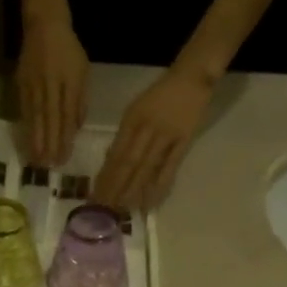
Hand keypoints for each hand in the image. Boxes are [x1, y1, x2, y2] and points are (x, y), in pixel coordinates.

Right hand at [17, 15, 88, 166]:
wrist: (44, 24)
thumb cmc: (68, 50)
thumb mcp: (82, 72)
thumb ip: (80, 100)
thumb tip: (75, 128)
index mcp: (69, 81)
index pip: (67, 115)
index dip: (65, 138)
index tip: (63, 158)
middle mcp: (50, 84)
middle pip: (49, 119)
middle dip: (49, 143)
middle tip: (48, 166)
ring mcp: (34, 84)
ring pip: (35, 116)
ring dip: (35, 139)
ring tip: (35, 160)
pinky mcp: (21, 83)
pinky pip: (24, 109)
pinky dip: (25, 126)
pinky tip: (26, 141)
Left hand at [93, 66, 214, 211]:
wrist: (191, 77)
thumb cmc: (160, 95)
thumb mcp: (135, 110)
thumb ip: (124, 135)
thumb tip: (109, 161)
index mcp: (131, 119)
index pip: (115, 153)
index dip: (105, 176)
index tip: (95, 195)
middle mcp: (146, 128)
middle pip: (127, 163)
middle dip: (115, 187)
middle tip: (105, 208)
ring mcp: (166, 135)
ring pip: (146, 167)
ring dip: (134, 189)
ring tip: (123, 209)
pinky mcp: (184, 141)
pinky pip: (170, 166)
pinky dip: (160, 185)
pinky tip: (151, 201)